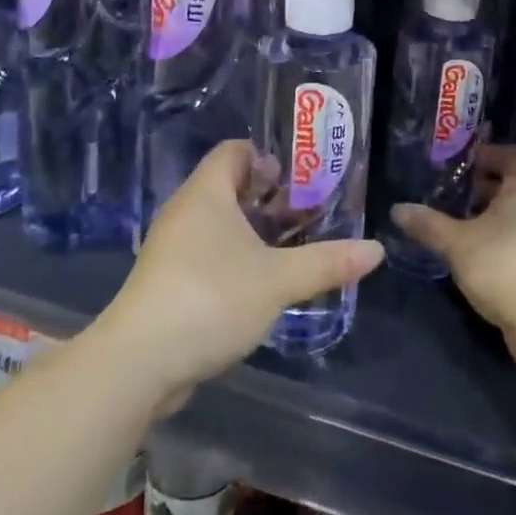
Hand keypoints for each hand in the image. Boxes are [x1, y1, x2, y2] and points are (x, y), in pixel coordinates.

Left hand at [98, 141, 384, 406]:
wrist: (139, 363)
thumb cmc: (210, 299)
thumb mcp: (278, 280)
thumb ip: (327, 262)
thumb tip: (376, 250)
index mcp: (207, 193)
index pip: (234, 151)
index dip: (266, 156)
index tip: (299, 176)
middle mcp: (186, 211)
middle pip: (229, 187)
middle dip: (269, 198)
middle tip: (307, 212)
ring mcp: (173, 248)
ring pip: (219, 224)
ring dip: (253, 231)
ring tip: (292, 248)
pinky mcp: (168, 282)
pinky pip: (207, 254)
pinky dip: (235, 258)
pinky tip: (262, 283)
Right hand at [392, 143, 515, 355]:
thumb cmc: (503, 265)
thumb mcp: (456, 243)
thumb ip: (428, 224)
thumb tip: (397, 209)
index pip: (514, 154)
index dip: (489, 154)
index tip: (464, 164)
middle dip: (491, 187)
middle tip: (462, 197)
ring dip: (502, 215)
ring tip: (471, 227)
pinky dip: (514, 237)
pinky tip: (490, 255)